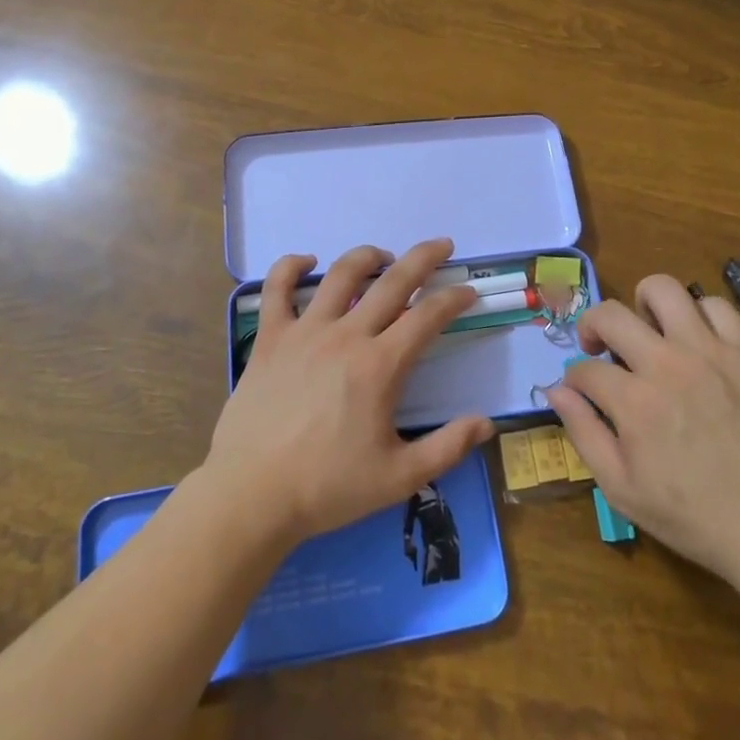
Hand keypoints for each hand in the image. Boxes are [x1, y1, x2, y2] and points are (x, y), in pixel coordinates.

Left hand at [202, 239, 495, 544]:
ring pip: (341, 274)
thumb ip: (447, 448)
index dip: (454, 298)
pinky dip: (291, 266)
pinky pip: (277, 288)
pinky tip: (307, 262)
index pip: (427, 316)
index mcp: (380, 366)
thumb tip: (487, 423)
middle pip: (392, 281)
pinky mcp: (270, 337)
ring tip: (383, 256)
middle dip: (423, 258)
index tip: (468, 292)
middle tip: (442, 245)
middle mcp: (345, 336)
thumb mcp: (399, 478)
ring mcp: (304, 331)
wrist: (252, 494)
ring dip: (368, 257)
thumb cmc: (328, 487)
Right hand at [543, 274, 739, 603]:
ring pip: (664, 290)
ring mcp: (711, 351)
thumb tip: (556, 389)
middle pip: (611, 314)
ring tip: (648, 330)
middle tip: (600, 347)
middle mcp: (668, 363)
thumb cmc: (691, 514)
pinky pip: (715, 306)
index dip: (574, 379)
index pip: (584, 369)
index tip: (582, 392)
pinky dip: (697, 315)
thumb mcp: (620, 488)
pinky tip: (695, 340)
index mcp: (634, 401)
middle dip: (592, 326)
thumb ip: (583, 432)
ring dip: (644, 305)